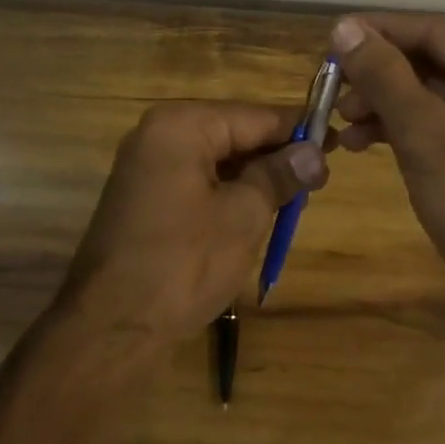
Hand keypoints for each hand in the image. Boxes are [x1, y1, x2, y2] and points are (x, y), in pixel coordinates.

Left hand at [58, 101, 327, 351]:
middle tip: (318, 180)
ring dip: (253, 178)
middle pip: (232, 133)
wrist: (110, 327)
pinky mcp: (143, 197)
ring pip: (215, 160)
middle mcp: (158, 134)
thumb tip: (314, 153)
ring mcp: (146, 166)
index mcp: (181, 125)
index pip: (253, 116)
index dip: (296, 130)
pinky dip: (226, 193)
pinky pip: (195, 181)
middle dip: (274, 156)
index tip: (334, 141)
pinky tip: (255, 214)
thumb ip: (279, 176)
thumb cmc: (183, 262)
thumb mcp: (243, 216)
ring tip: (294, 200)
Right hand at [331, 13, 444, 309]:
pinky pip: (435, 123)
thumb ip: (384, 75)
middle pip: (430, 59)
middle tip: (330, 87)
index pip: (434, 29)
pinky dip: (398, 128)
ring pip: (428, 93)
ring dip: (382, 102)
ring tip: (341, 121)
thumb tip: (344, 27)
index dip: (379, 31)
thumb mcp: (426, 135)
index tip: (329, 41)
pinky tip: (360, 143)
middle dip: (377, 72)